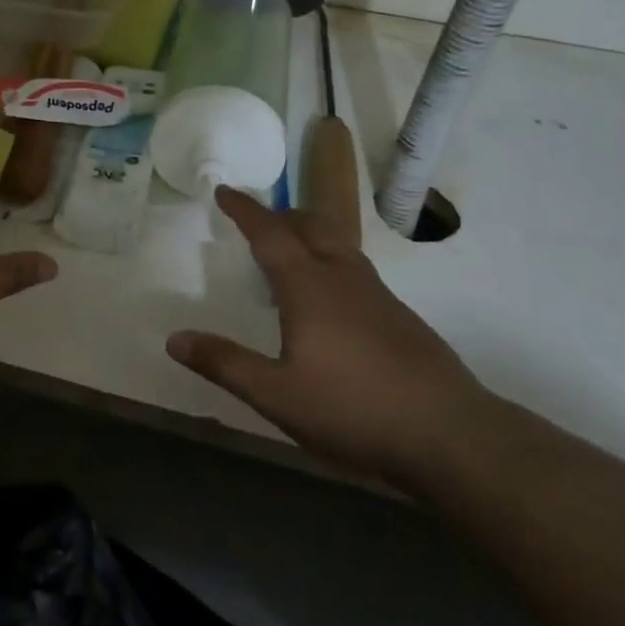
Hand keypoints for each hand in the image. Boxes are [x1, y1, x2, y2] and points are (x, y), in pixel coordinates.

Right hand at [166, 187, 489, 486]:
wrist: (449, 434)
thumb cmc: (353, 409)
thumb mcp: (276, 394)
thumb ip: (225, 363)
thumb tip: (175, 338)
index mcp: (309, 287)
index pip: (270, 234)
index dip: (245, 210)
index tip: (225, 191)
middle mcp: (345, 278)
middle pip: (311, 227)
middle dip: (281, 216)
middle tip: (257, 220)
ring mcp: (379, 296)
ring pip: (339, 247)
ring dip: (309, 237)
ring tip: (290, 254)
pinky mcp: (402, 318)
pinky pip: (356, 271)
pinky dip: (331, 264)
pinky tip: (331, 303)